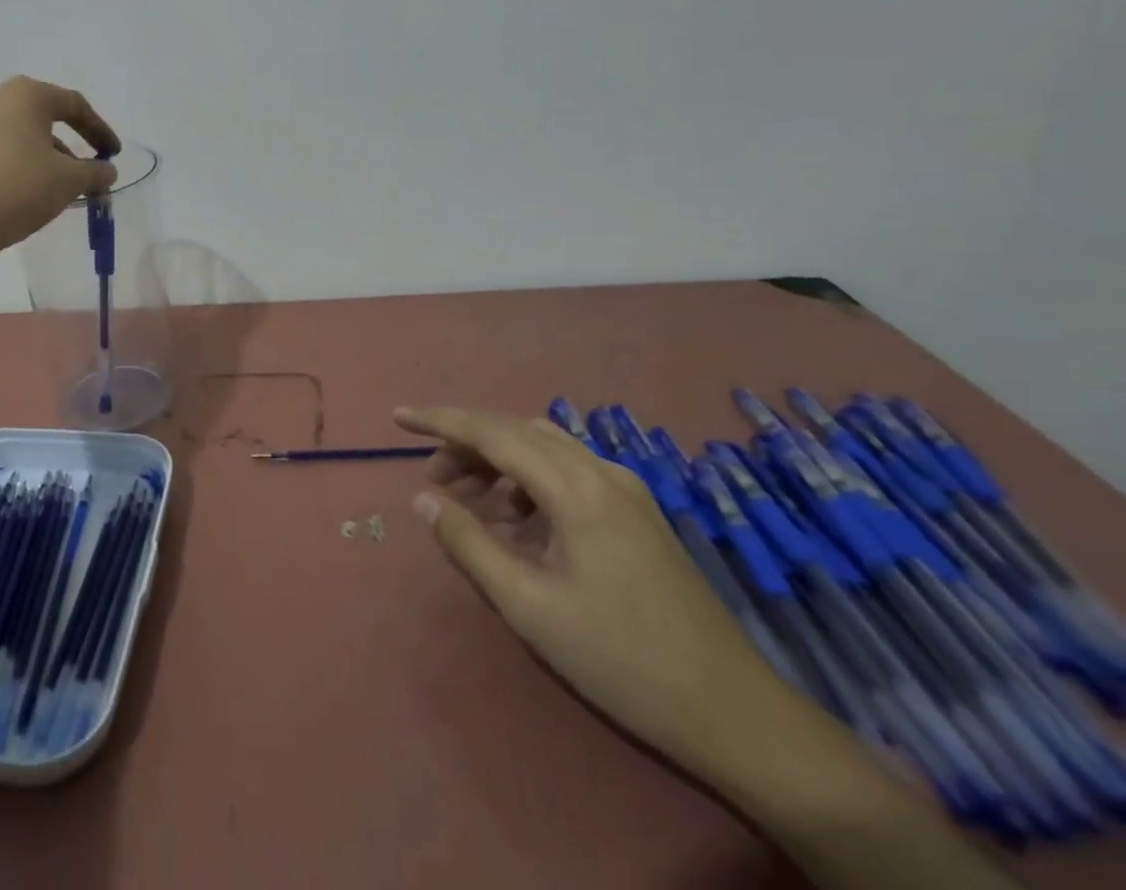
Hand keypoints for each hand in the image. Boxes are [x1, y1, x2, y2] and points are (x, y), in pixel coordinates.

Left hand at [0, 76, 120, 260]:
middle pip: (43, 116)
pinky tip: (25, 189)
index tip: (113, 155)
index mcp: (25, 95)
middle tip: (86, 169)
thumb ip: (95, 172)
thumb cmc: (17, 190)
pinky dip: (17, 162)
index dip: (100, 130)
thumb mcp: (68, 181)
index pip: (74, 105)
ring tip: (58, 186)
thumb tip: (107, 171)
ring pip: (18, 133)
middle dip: (70, 143)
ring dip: (43, 155)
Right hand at [394, 406, 797, 779]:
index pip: (493, 431)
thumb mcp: (530, 606)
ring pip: (544, 448)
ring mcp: (626, 491)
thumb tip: (424, 498)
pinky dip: (529, 481)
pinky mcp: (638, 514)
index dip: (440, 420)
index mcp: (577, 489)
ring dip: (498, 460)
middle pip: (518, 431)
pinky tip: (517, 523)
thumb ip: (470, 544)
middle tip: (433, 479)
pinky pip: (568, 473)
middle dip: (467, 443)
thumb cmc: (622, 660)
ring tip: (468, 501)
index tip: (397, 417)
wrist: (735, 715)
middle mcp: (603, 473)